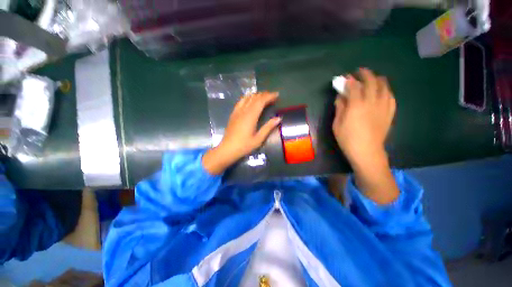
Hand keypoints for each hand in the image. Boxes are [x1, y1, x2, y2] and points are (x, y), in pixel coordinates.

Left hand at [203, 92, 280, 174]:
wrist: (228, 149)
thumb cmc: (244, 146)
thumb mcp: (259, 139)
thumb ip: (268, 127)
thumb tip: (278, 118)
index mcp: (251, 116)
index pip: (261, 101)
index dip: (269, 96)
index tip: (277, 95)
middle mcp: (243, 111)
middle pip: (254, 97)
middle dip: (264, 94)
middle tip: (272, 96)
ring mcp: (237, 111)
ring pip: (247, 98)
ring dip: (256, 95)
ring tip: (263, 97)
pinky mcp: (233, 114)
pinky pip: (240, 101)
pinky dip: (247, 98)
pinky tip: (250, 101)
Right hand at [332, 68, 395, 166]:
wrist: (366, 151)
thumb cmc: (347, 138)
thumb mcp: (337, 124)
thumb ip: (339, 108)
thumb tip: (340, 97)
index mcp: (357, 105)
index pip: (354, 87)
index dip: (349, 80)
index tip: (346, 77)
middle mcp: (372, 102)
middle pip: (371, 82)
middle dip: (365, 74)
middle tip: (360, 72)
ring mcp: (383, 107)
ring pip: (384, 87)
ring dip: (378, 79)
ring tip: (373, 78)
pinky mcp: (389, 113)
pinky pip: (391, 96)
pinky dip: (386, 90)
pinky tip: (383, 91)